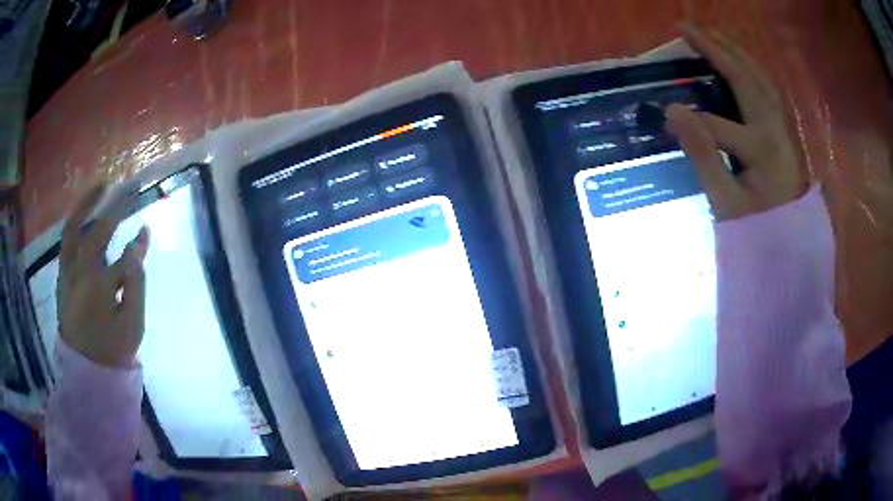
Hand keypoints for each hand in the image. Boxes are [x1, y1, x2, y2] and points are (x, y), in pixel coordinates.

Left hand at [58, 181, 148, 368]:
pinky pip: (66, 241)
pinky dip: (76, 222)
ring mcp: (67, 272)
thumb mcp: (132, 326)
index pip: (123, 257)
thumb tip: (139, 251)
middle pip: (98, 231)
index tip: (147, 229)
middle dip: (116, 207)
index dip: (137, 244)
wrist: (85, 371)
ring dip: (87, 204)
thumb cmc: (112, 350)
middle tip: (131, 188)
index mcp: (99, 289)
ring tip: (101, 185)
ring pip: (73, 229)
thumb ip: (136, 285)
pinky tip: (85, 213)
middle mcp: (79, 273)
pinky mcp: (62, 276)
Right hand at [664, 24, 808, 220]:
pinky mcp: (782, 131)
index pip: (717, 124)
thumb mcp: (726, 202)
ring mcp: (781, 128)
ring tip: (710, 35)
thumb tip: (672, 112)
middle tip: (685, 27)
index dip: (688, 119)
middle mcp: (775, 128)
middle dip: (715, 49)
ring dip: (734, 52)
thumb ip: (702, 155)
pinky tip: (739, 62)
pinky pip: (766, 89)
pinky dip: (750, 69)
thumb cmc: (758, 230)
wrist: (790, 247)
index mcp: (762, 148)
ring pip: (759, 78)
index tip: (662, 115)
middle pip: (744, 78)